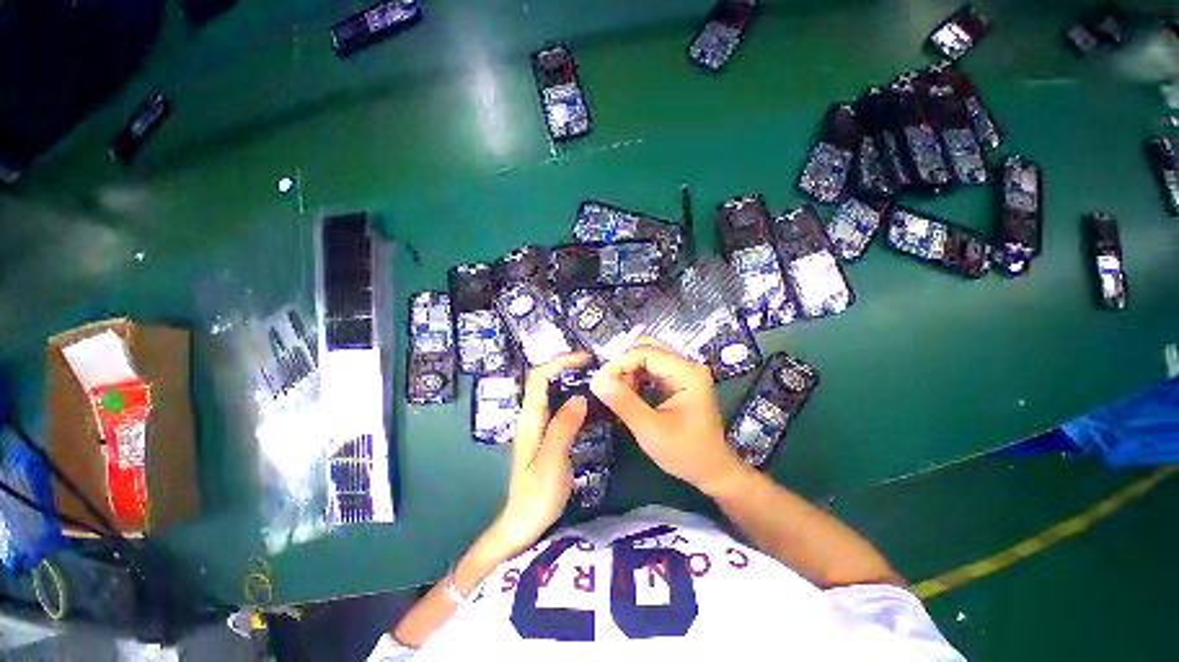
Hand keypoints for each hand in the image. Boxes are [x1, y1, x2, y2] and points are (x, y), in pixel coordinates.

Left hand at [490, 352, 590, 556]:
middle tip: (594, 368)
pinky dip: (573, 398)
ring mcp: (538, 426)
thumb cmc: (536, 496)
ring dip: (570, 381)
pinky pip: (558, 408)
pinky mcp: (545, 435)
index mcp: (530, 419)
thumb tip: (580, 397)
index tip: (584, 360)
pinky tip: (589, 404)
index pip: (539, 378)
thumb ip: (563, 427)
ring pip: (552, 393)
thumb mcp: (552, 460)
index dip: (559, 363)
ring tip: (595, 380)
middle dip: (566, 368)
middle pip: (544, 381)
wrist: (523, 524)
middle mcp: (531, 417)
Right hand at [590, 340, 746, 495]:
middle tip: (609, 385)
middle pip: (647, 349)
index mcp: (687, 373)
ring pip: (647, 357)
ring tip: (618, 393)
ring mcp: (683, 371)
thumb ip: (624, 403)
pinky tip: (629, 393)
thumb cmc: (685, 452)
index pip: (646, 352)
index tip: (600, 380)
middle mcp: (687, 365)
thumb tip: (596, 381)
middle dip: (624, 364)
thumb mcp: (651, 430)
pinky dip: (636, 377)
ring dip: (629, 371)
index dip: (620, 362)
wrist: (711, 470)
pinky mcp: (677, 380)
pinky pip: (651, 368)